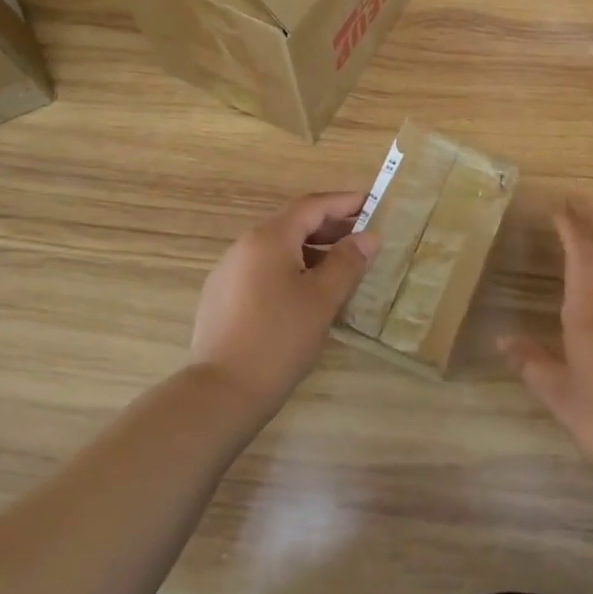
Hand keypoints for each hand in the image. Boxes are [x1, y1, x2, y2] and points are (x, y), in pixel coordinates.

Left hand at [192, 192, 377, 418]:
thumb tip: (368, 237)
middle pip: (292, 224)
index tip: (371, 203)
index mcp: (269, 238)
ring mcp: (228, 272)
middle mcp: (244, 246)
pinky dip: (290, 268)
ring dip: (311, 249)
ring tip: (340, 267)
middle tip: (362, 237)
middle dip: (329, 226)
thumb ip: (347, 262)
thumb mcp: (323, 299)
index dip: (343, 202)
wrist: (223, 391)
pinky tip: (307, 294)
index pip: (311, 206)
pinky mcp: (221, 298)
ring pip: (277, 248)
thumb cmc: (280, 338)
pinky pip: (263, 269)